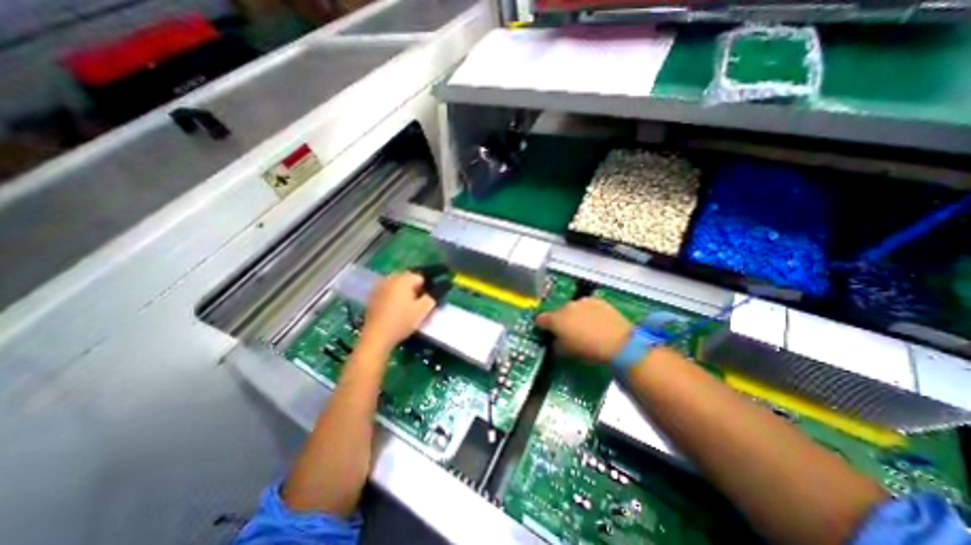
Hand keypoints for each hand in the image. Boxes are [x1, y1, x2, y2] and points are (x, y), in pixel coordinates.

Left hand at [359, 273, 435, 353]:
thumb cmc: (402, 321)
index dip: (427, 288)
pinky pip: (389, 291)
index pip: (421, 277)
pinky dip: (394, 296)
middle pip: (408, 279)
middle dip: (416, 288)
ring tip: (408, 307)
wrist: (377, 336)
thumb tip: (442, 287)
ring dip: (405, 292)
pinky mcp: (373, 296)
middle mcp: (390, 278)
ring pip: (398, 284)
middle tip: (419, 304)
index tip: (428, 301)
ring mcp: (379, 287)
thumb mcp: (423, 310)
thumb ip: (433, 296)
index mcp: (403, 279)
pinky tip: (396, 310)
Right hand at [534, 296, 634, 362]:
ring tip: (585, 327)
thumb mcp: (567, 353)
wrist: (618, 343)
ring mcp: (582, 301)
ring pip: (573, 307)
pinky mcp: (598, 300)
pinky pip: (588, 306)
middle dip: (562, 321)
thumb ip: (557, 344)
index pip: (541, 319)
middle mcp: (566, 306)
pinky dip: (589, 312)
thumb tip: (556, 341)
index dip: (543, 326)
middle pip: (558, 312)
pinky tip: (597, 322)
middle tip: (570, 332)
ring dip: (575, 315)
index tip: (548, 332)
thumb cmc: (589, 350)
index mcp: (555, 319)